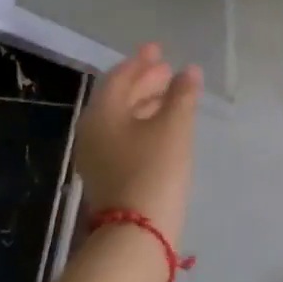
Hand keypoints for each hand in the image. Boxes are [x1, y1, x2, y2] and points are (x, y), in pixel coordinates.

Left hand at [72, 43, 202, 248]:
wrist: (137, 232)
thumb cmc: (155, 168)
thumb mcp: (175, 126)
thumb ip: (182, 94)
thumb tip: (189, 71)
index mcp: (102, 113)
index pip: (119, 77)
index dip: (141, 61)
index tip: (158, 49)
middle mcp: (93, 130)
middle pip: (119, 97)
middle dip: (144, 81)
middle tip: (168, 70)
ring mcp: (97, 155)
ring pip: (122, 118)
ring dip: (146, 102)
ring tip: (172, 94)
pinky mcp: (108, 174)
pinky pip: (125, 136)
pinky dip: (144, 123)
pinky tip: (165, 125)